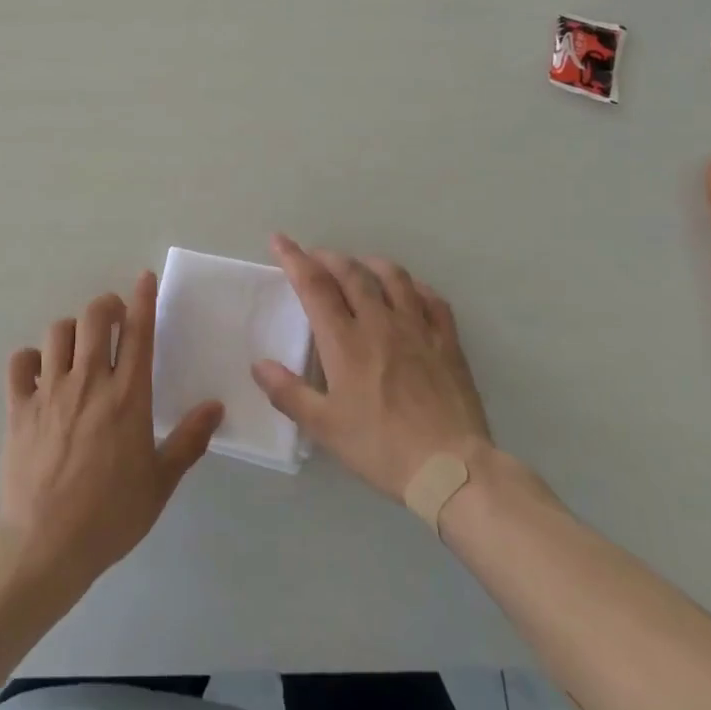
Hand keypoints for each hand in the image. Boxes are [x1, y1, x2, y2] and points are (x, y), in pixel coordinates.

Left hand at [0, 273, 222, 594]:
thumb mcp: (160, 482)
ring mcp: (50, 392)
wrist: (47, 545)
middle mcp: (89, 382)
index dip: (142, 299)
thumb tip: (215, 407)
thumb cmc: (111, 515)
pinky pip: (19, 362)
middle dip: (105, 306)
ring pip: (57, 332)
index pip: (138, 332)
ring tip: (77, 347)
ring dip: (70, 331)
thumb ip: (189, 440)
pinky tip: (39, 373)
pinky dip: (29, 359)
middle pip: (94, 317)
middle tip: (112, 319)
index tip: (144, 278)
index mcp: (128, 396)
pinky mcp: (19, 407)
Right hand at [253, 235, 491, 501]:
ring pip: (392, 277)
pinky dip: (414, 286)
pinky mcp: (447, 342)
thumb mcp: (325, 428)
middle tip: (314, 257)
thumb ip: (288, 393)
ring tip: (358, 266)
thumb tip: (259, 364)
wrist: (451, 469)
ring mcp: (417, 328)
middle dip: (328, 257)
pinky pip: (431, 299)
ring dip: (369, 264)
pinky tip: (408, 290)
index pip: (314, 286)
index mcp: (345, 342)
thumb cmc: (381, 448)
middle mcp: (379, 323)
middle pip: (351, 273)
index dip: (294, 258)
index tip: (279, 240)